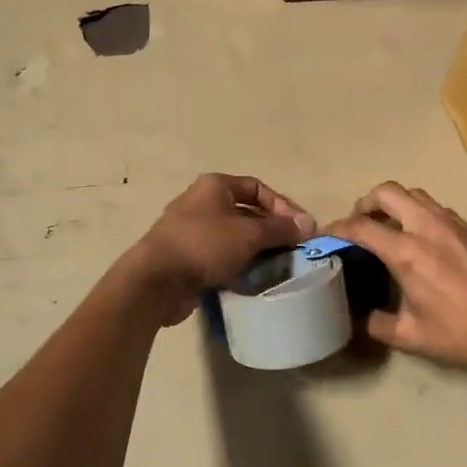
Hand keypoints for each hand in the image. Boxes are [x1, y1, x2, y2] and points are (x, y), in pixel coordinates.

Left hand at [129, 174, 315, 323]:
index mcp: (215, 186)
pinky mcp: (187, 257)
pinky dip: (238, 264)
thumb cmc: (205, 245)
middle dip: (271, 230)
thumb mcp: (249, 234)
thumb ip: (280, 229)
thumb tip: (308, 224)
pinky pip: (221, 256)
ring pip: (234, 236)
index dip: (283, 206)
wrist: (157, 280)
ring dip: (256, 249)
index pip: (258, 188)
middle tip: (293, 249)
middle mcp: (202, 202)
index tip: (301, 228)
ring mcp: (192, 231)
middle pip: (247, 212)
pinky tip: (253, 278)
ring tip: (277, 266)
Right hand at [329, 182, 466, 374]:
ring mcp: (453, 223)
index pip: (361, 227)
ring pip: (415, 194)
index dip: (337, 227)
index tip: (327, 235)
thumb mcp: (412, 337)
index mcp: (406, 252)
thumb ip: (379, 325)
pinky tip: (424, 239)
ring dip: (396, 204)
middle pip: (388, 192)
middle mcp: (427, 227)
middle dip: (365, 202)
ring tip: (390, 226)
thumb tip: (362, 319)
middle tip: (360, 222)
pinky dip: (420, 213)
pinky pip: (438, 208)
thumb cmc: (463, 333)